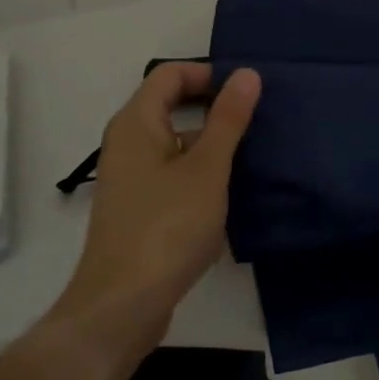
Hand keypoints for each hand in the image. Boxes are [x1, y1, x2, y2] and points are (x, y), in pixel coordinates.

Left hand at [51, 62, 261, 355]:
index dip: (208, 73)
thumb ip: (228, 119)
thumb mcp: (207, 169)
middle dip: (213, 106)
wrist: (121, 306)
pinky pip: (171, 172)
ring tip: (254, 153)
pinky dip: (199, 171)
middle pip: (170, 104)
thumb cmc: (166, 227)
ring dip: (210, 142)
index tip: (246, 91)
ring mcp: (131, 178)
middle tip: (257, 117)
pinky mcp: (138, 208)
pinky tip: (229, 192)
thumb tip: (246, 74)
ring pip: (174, 142)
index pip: (170, 74)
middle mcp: (127, 143)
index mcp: (136, 123)